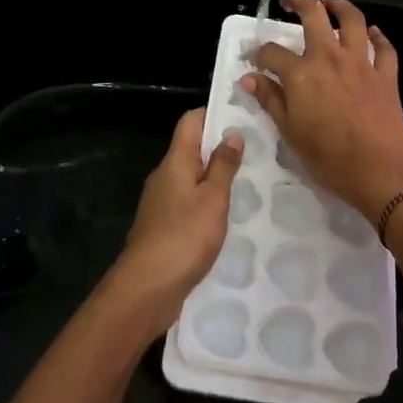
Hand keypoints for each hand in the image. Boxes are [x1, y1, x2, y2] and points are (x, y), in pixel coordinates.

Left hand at [108, 108, 244, 343]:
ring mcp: (161, 203)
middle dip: (220, 148)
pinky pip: (188, 203)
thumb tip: (231, 134)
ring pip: (191, 178)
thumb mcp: (213, 199)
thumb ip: (223, 166)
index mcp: (175, 162)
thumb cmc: (183, 236)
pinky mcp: (163, 226)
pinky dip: (207, 203)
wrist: (146, 288)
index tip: (243, 117)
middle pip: (191, 149)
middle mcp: (164, 176)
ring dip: (215, 178)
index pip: (190, 122)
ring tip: (249, 183)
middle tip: (256, 152)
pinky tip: (227, 217)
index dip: (214, 114)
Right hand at [244, 0, 402, 220]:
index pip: (272, 52)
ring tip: (329, 2)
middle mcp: (329, 57)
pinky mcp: (386, 74)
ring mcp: (361, 63)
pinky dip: (378, 36)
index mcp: (301, 73)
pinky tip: (372, 33)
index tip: (255, 59)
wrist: (381, 171)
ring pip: (352, 20)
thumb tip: (249, 78)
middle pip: (313, 15)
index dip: (259, 53)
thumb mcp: (290, 133)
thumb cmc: (329, 158)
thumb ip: (270, 100)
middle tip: (290, 1)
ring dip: (340, 5)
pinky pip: (384, 47)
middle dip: (299, 2)